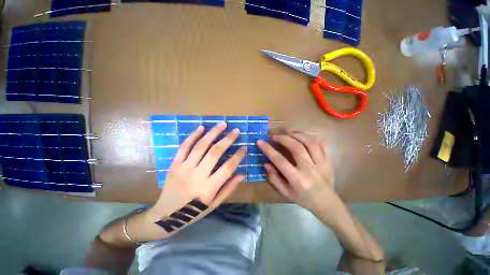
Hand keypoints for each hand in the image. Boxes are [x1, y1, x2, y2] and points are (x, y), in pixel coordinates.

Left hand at [150, 122, 246, 219]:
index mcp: (209, 188)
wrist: (165, 216)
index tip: (244, 147)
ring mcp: (184, 168)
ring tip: (222, 124)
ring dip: (213, 133)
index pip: (228, 167)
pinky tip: (201, 127)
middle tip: (236, 130)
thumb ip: (228, 188)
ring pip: (201, 146)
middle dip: (228, 139)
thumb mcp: (214, 204)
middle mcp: (197, 175)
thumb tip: (241, 174)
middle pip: (215, 152)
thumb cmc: (193, 212)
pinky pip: (184, 147)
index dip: (238, 156)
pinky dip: (193, 136)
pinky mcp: (174, 165)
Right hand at [257, 131, 336, 212]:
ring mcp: (321, 163)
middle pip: (296, 147)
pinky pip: (322, 144)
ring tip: (288, 134)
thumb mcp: (286, 192)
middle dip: (283, 138)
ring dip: (297, 135)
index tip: (260, 141)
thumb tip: (266, 164)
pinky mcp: (328, 160)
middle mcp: (309, 169)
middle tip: (275, 136)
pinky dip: (312, 137)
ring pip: (310, 142)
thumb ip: (274, 178)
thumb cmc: (303, 199)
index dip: (268, 149)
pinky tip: (303, 136)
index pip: (280, 160)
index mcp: (297, 179)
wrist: (326, 203)